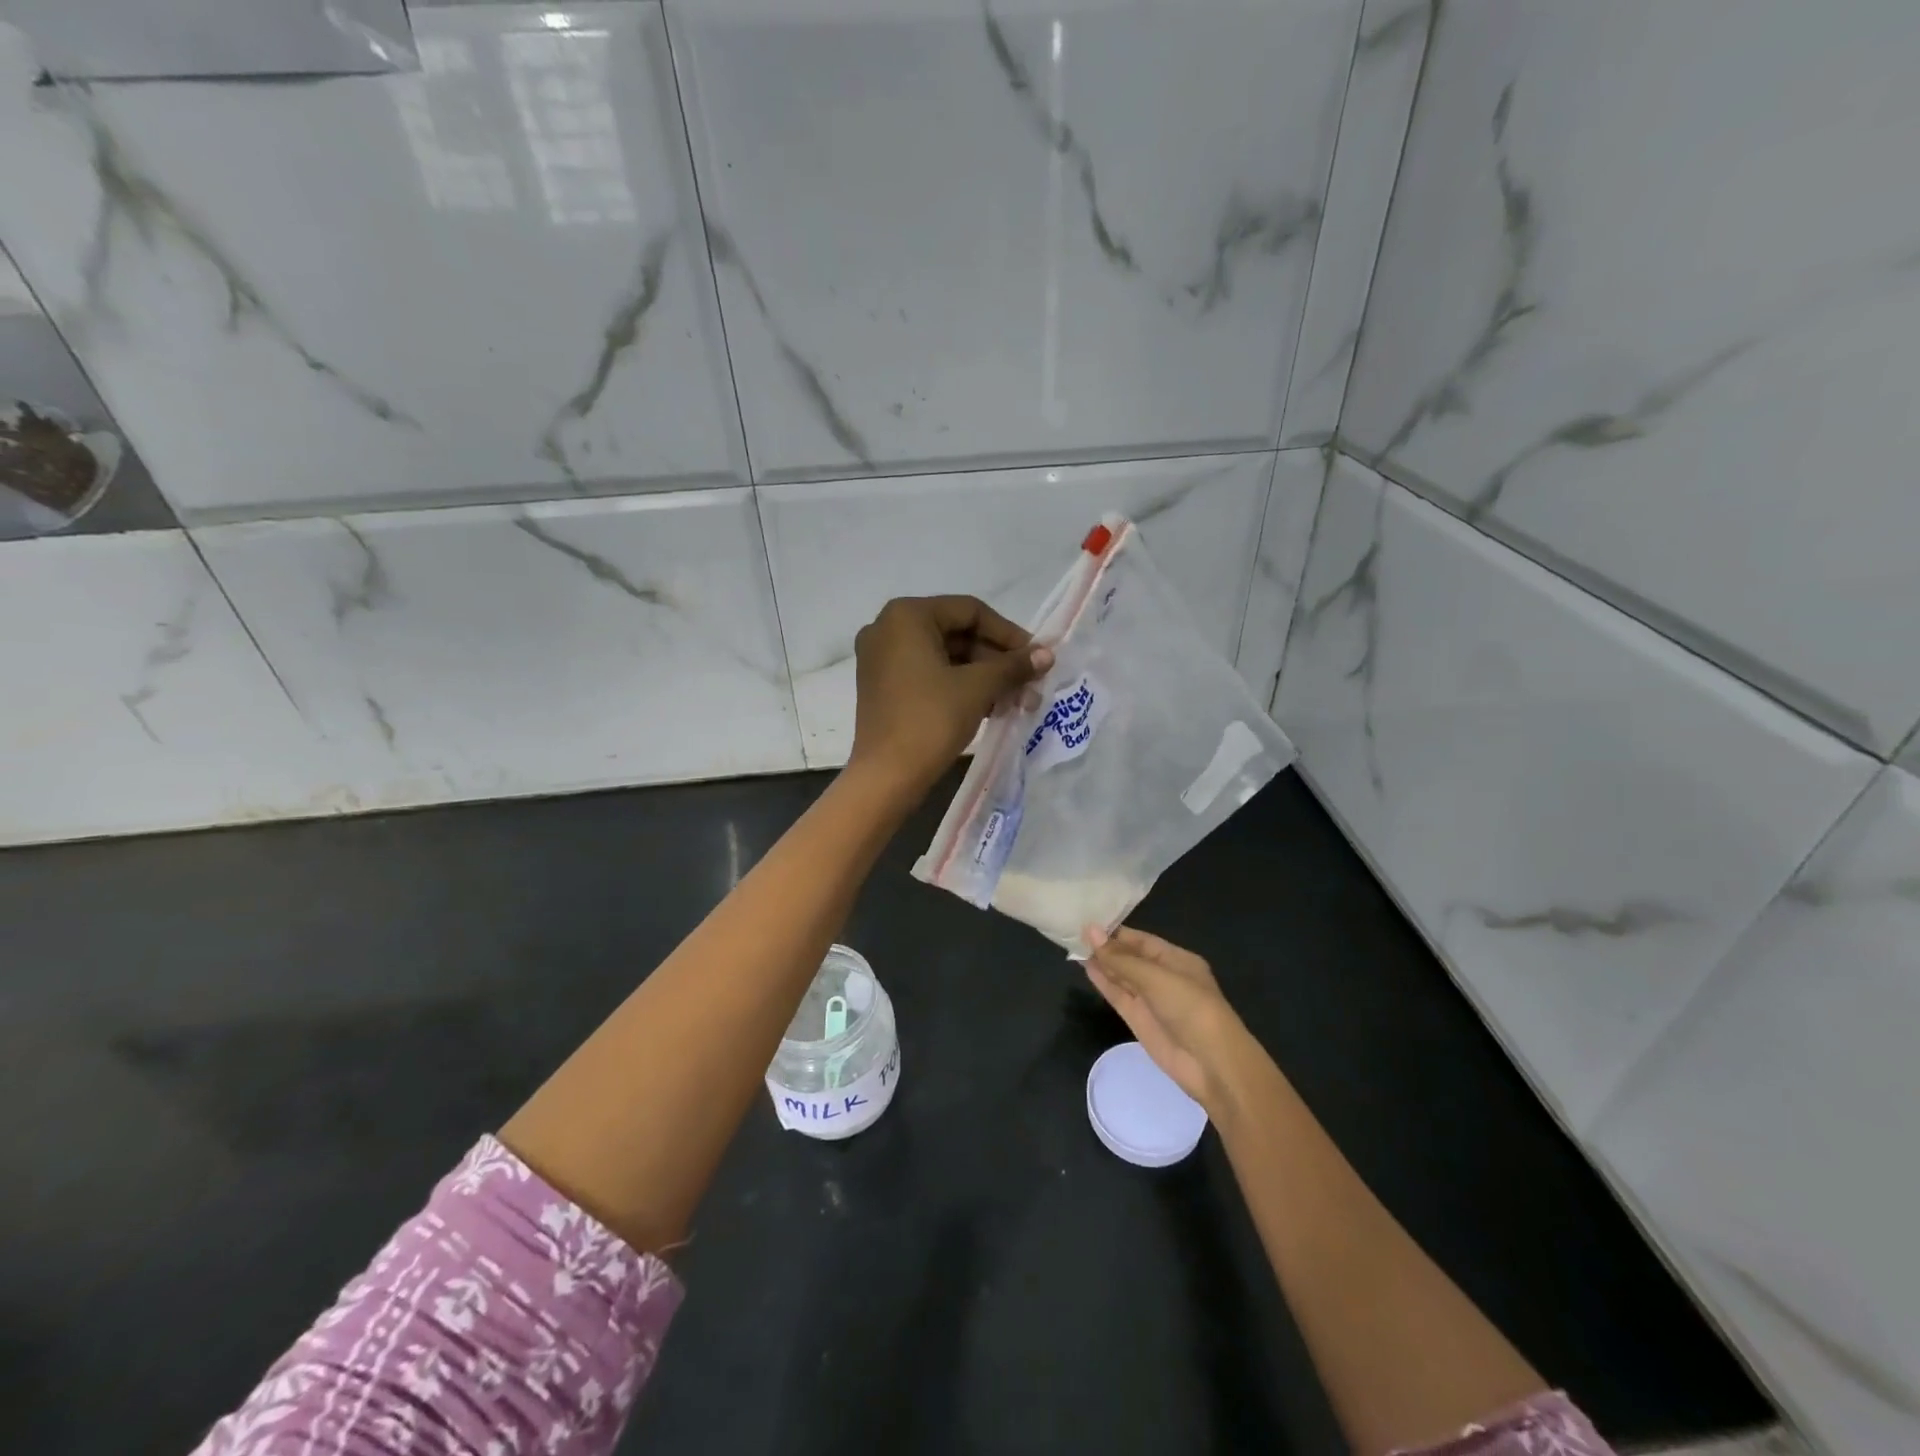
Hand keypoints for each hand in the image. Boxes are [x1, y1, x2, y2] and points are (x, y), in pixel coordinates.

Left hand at [849, 595, 1052, 798]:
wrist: (886, 776)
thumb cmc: (931, 720)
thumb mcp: (978, 688)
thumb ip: (1013, 665)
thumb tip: (1047, 654)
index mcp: (907, 615)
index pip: (971, 611)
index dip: (1009, 634)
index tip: (1036, 658)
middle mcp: (888, 628)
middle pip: (957, 633)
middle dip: (997, 660)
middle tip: (1030, 684)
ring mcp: (881, 658)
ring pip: (945, 656)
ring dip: (983, 676)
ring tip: (1017, 701)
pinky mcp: (882, 685)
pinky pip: (929, 673)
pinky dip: (959, 686)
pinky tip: (991, 707)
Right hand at [1084, 926, 1260, 1116]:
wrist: (1210, 1064)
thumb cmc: (1190, 1008)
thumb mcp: (1155, 977)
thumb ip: (1120, 958)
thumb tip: (1090, 931)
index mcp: (1177, 960)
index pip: (1142, 941)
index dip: (1116, 932)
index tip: (1088, 922)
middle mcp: (1163, 977)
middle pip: (1130, 957)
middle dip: (1107, 947)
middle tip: (1074, 932)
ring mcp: (1150, 1000)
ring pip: (1122, 976)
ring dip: (1101, 963)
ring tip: (1074, 946)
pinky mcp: (1139, 1020)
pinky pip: (1118, 996)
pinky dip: (1103, 982)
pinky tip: (1086, 967)